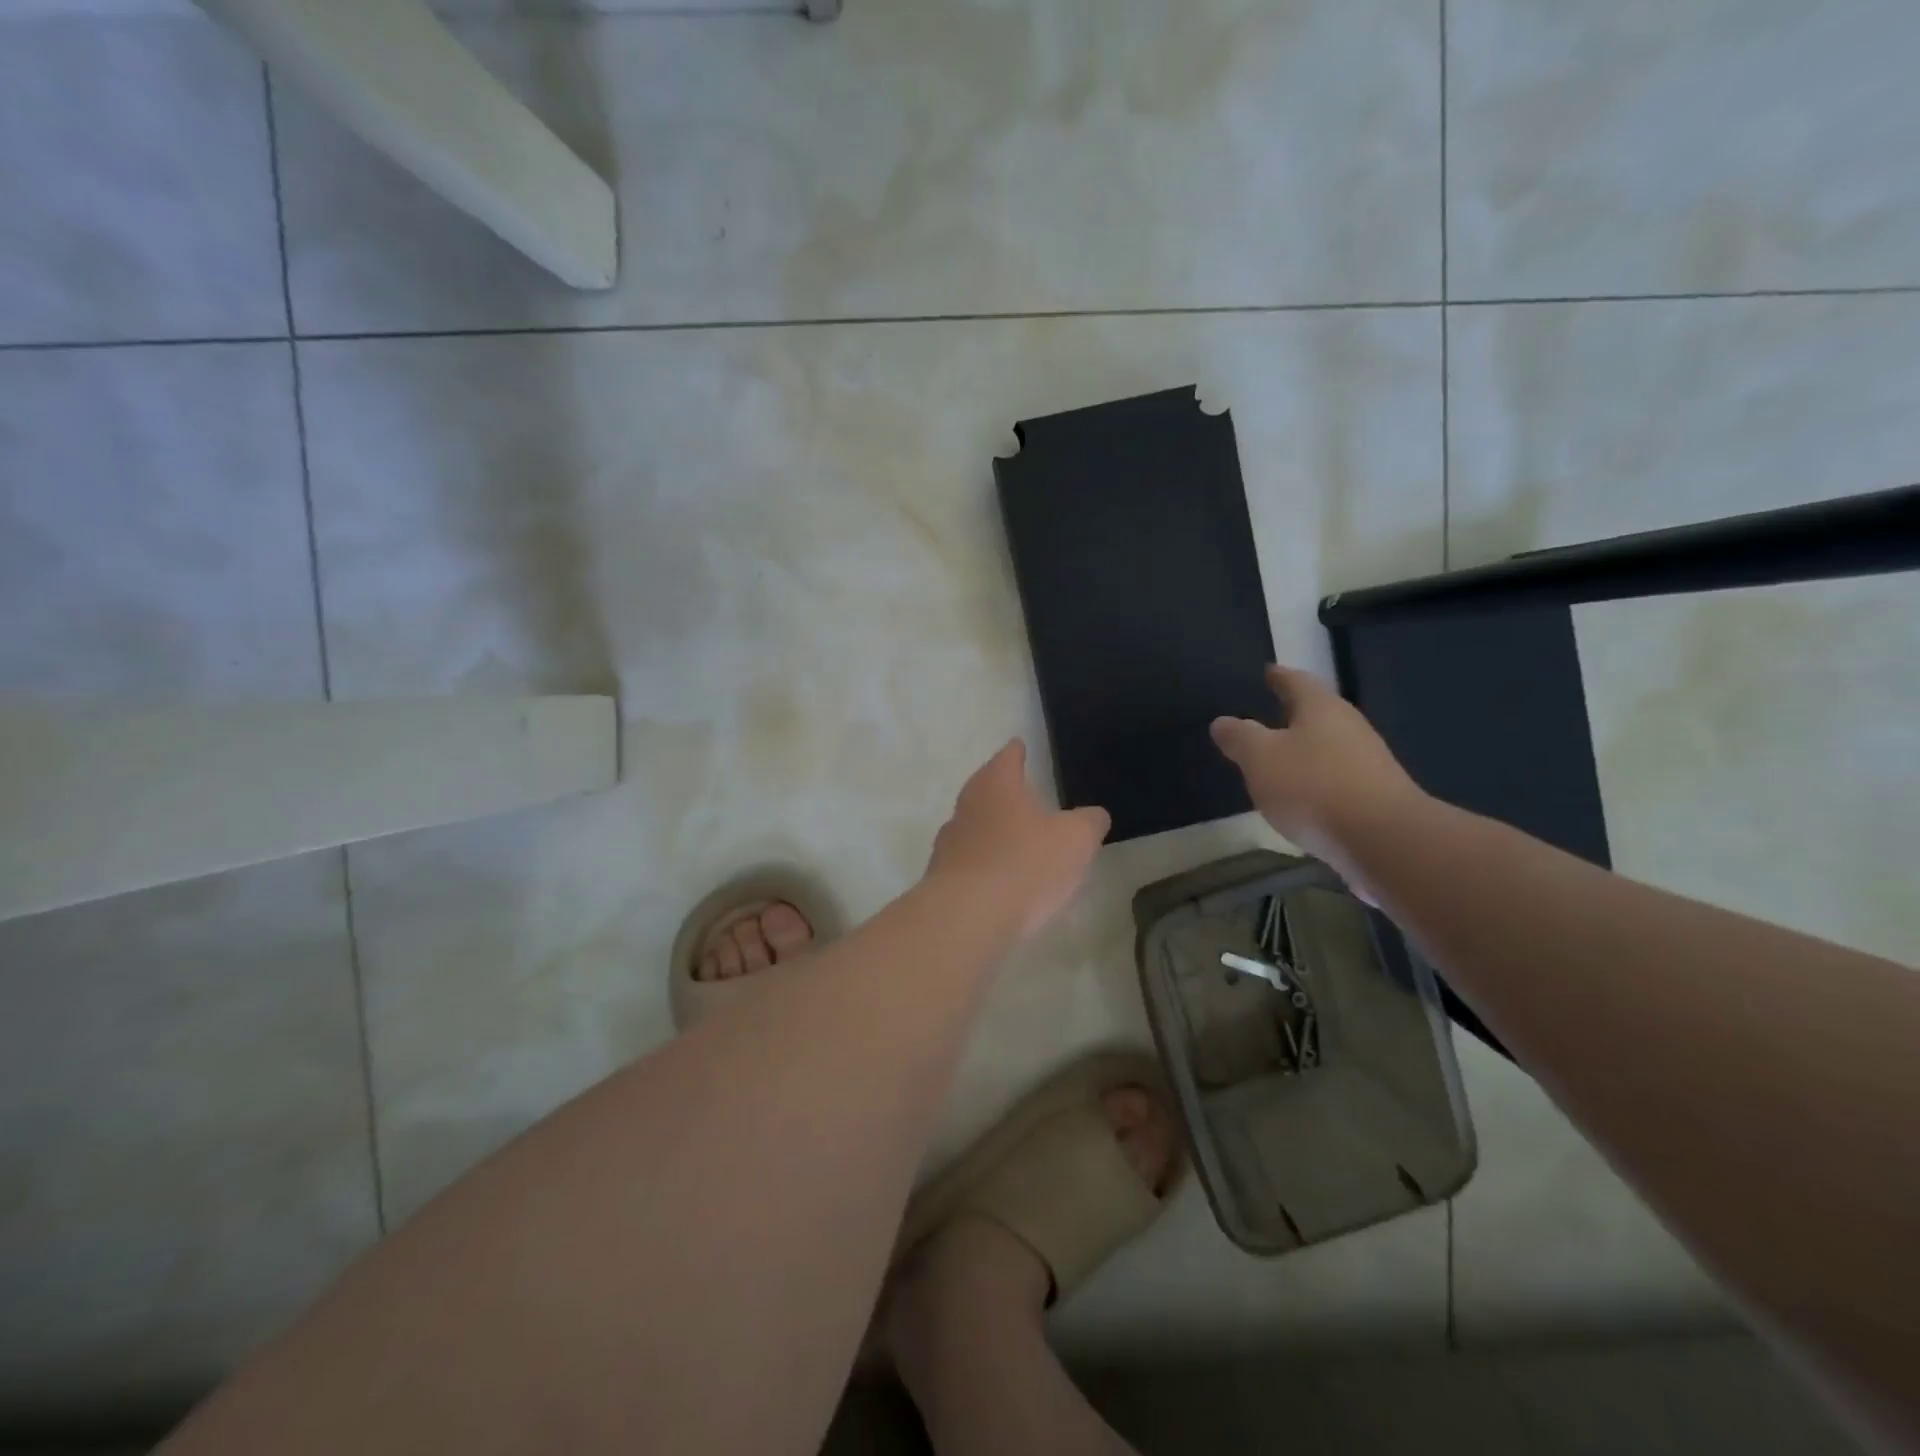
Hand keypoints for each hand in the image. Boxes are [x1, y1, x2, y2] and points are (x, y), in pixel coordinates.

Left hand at [926, 740, 1110, 940]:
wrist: (967, 917)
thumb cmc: (1026, 864)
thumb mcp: (1076, 840)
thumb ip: (1089, 821)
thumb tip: (1093, 815)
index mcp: (996, 783)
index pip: (1008, 756)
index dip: (1018, 751)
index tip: (1020, 747)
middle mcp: (967, 804)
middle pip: (986, 788)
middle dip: (1004, 791)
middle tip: (1025, 796)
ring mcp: (950, 840)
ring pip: (975, 825)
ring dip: (993, 830)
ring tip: (1016, 840)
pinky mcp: (942, 876)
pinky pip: (969, 860)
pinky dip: (984, 863)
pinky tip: (1000, 879)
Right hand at [1210, 664, 1427, 894]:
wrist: (1384, 840)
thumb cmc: (1313, 786)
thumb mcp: (1260, 758)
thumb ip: (1240, 738)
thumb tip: (1222, 722)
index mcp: (1321, 709)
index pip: (1297, 682)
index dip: (1280, 677)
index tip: (1269, 671)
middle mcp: (1350, 728)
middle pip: (1319, 714)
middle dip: (1295, 715)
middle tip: (1271, 715)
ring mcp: (1369, 764)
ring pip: (1330, 748)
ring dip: (1306, 752)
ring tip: (1282, 761)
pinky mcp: (1377, 798)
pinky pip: (1338, 781)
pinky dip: (1318, 784)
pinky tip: (1304, 800)